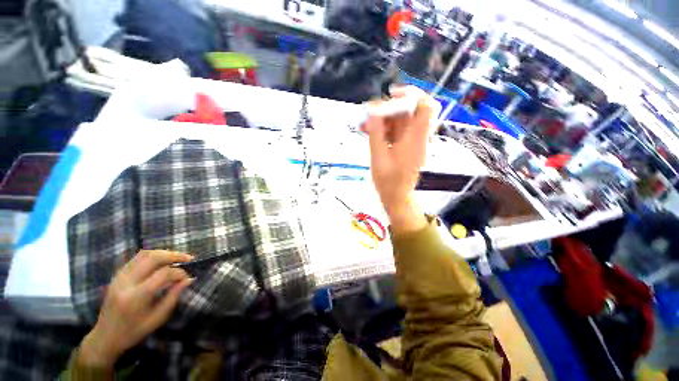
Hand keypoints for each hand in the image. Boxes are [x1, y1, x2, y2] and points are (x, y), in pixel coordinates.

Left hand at [79, 250, 193, 368]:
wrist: (105, 337)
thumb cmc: (133, 332)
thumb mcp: (157, 319)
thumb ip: (173, 297)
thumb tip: (189, 280)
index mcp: (136, 296)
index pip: (163, 274)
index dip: (179, 273)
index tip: (188, 277)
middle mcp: (126, 282)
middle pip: (153, 258)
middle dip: (174, 255)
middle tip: (188, 259)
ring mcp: (119, 277)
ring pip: (144, 254)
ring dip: (164, 253)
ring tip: (177, 258)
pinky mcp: (117, 276)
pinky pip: (136, 258)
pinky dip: (153, 256)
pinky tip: (161, 261)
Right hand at [363, 86, 440, 233]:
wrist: (397, 197)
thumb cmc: (388, 182)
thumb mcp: (378, 157)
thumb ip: (376, 134)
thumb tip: (373, 113)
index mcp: (416, 139)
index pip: (425, 106)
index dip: (411, 94)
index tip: (391, 95)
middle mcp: (418, 137)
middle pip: (409, 112)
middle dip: (388, 110)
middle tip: (370, 115)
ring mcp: (412, 142)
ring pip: (400, 122)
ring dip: (383, 121)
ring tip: (365, 126)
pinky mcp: (406, 147)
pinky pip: (396, 132)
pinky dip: (384, 130)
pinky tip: (370, 133)